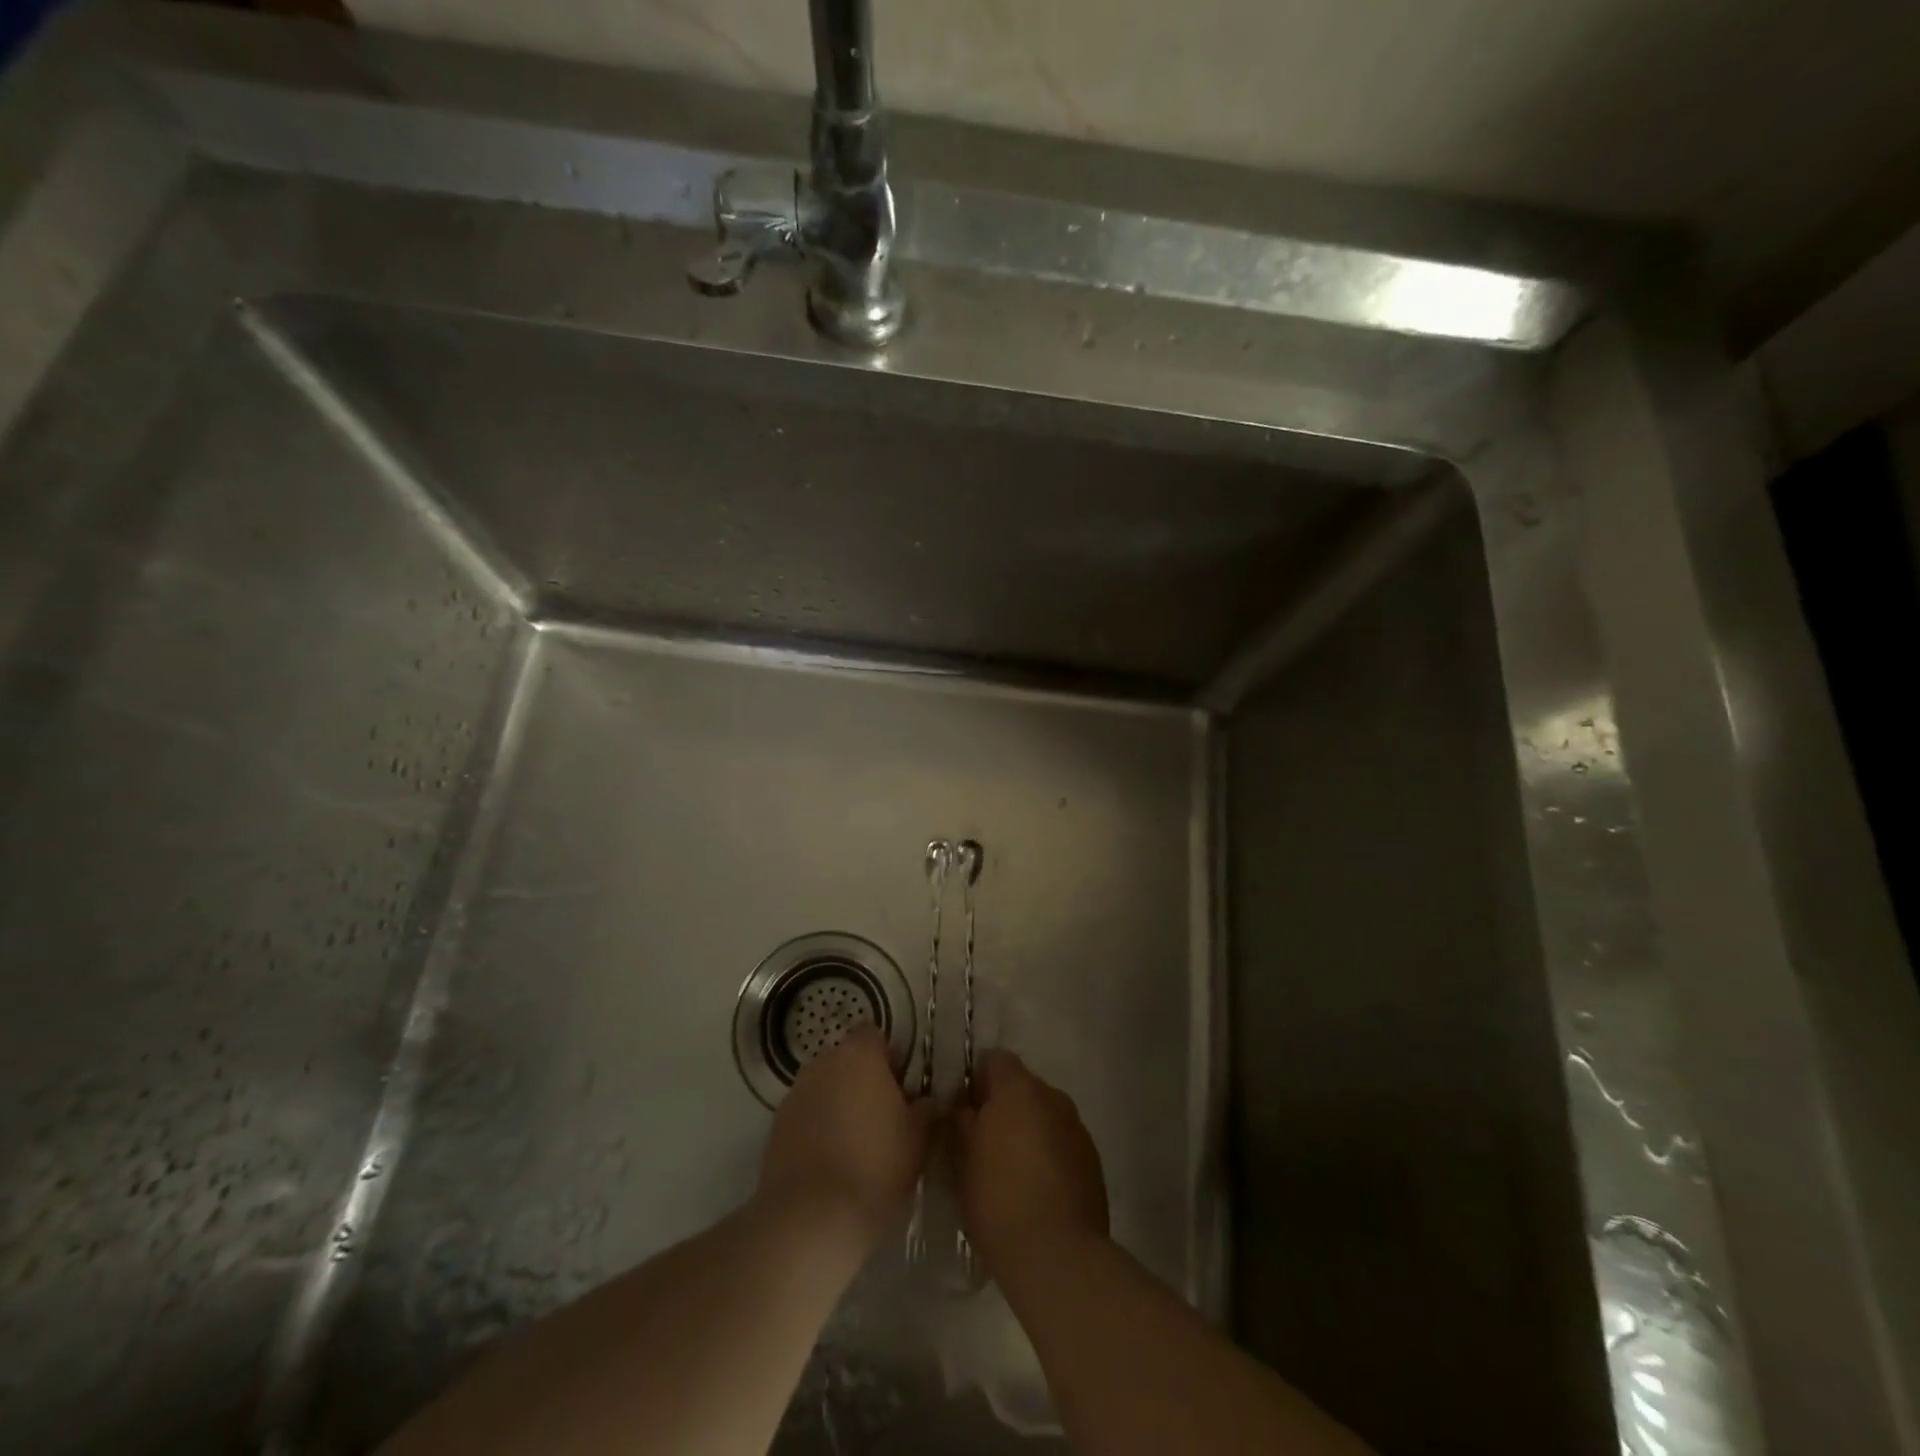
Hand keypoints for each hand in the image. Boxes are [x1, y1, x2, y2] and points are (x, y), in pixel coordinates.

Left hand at [758, 1025, 934, 1253]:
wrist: (812, 1218)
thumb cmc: (876, 1165)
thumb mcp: (919, 1138)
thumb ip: (927, 1109)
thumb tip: (928, 1101)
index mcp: (859, 1055)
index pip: (874, 1035)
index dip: (889, 1058)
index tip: (901, 1088)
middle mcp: (822, 1063)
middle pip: (847, 1060)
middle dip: (862, 1081)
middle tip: (882, 1117)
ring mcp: (794, 1094)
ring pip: (824, 1087)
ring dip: (838, 1104)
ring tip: (855, 1143)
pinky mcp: (775, 1127)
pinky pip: (805, 1116)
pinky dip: (817, 1128)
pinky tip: (830, 1162)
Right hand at [953, 1051, 1108, 1277]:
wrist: (1058, 1255)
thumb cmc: (999, 1200)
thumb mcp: (961, 1159)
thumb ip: (961, 1121)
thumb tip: (965, 1106)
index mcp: (1019, 1088)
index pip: (995, 1060)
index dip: (977, 1080)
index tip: (965, 1110)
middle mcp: (1053, 1096)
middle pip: (1022, 1086)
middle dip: (1004, 1107)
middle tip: (983, 1143)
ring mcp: (1077, 1127)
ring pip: (1044, 1115)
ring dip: (1028, 1130)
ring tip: (1011, 1170)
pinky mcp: (1092, 1159)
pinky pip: (1062, 1141)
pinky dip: (1048, 1153)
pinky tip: (1036, 1188)